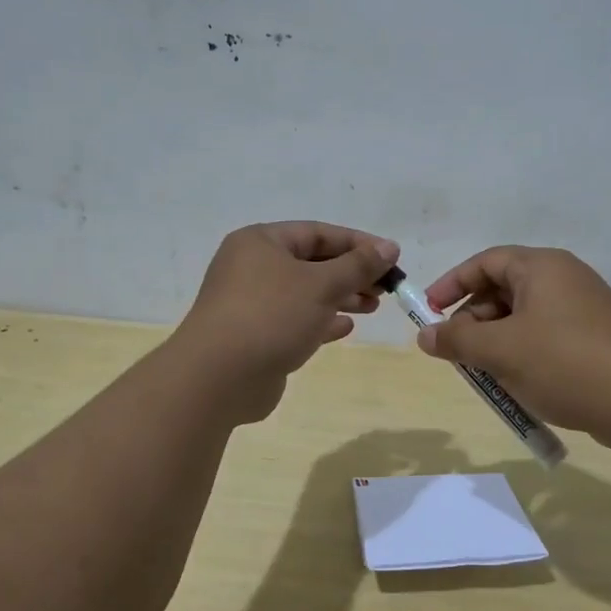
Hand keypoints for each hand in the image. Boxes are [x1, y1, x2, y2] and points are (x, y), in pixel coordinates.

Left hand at [175, 221, 399, 423]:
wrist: (218, 377)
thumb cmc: (271, 316)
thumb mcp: (321, 284)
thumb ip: (358, 265)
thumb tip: (389, 247)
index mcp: (261, 242)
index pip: (317, 233)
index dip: (357, 243)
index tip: (391, 257)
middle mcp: (252, 267)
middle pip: (312, 263)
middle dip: (351, 273)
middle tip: (386, 287)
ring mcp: (251, 303)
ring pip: (305, 293)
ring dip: (341, 297)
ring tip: (373, 307)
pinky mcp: (255, 336)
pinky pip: (295, 320)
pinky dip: (321, 321)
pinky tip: (346, 328)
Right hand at [417, 246, 610, 446]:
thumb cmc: (564, 363)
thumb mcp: (501, 351)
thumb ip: (457, 339)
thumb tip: (425, 335)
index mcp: (542, 267)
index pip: (485, 262)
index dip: (452, 284)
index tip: (428, 311)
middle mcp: (564, 278)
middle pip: (503, 289)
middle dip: (473, 318)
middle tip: (456, 350)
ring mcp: (583, 308)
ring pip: (523, 316)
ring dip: (496, 340)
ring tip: (484, 372)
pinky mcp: (595, 337)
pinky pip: (545, 335)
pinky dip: (522, 352)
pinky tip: (516, 382)